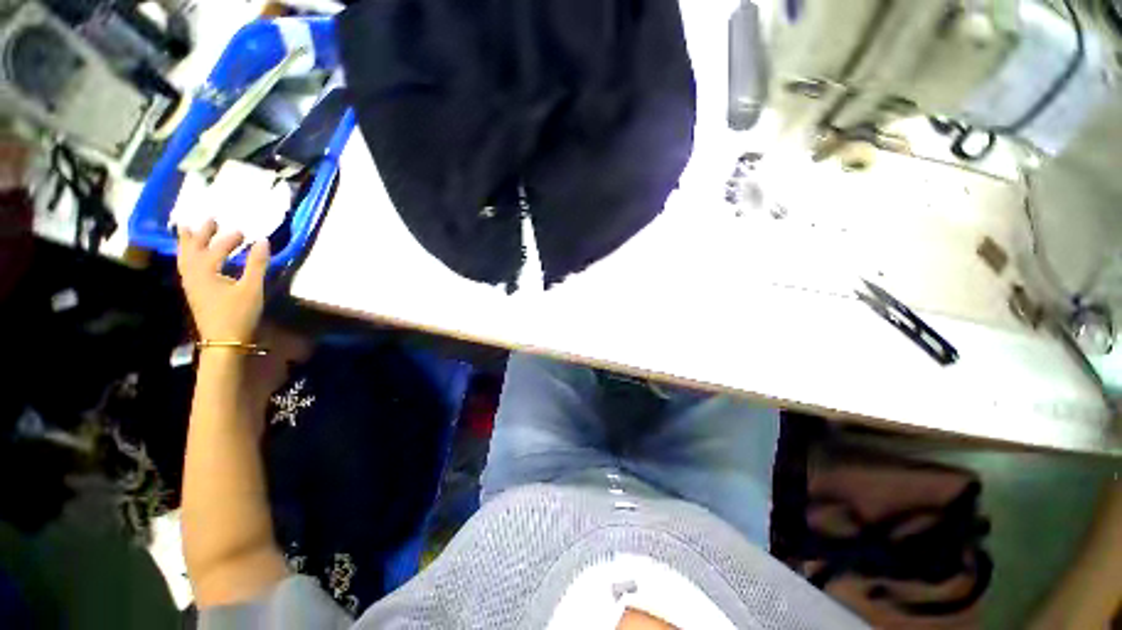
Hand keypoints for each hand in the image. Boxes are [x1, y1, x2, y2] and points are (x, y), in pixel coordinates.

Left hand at [177, 220, 269, 343]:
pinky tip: (190, 259)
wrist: (222, 349)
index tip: (245, 235)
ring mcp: (191, 286)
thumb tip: (263, 240)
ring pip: (184, 259)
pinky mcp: (192, 296)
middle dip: (202, 233)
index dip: (232, 238)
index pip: (219, 246)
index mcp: (207, 269)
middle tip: (212, 221)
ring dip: (186, 244)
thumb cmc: (236, 319)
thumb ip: (257, 263)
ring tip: (187, 231)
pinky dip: (185, 259)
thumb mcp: (251, 290)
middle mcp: (195, 274)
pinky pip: (184, 270)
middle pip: (194, 247)